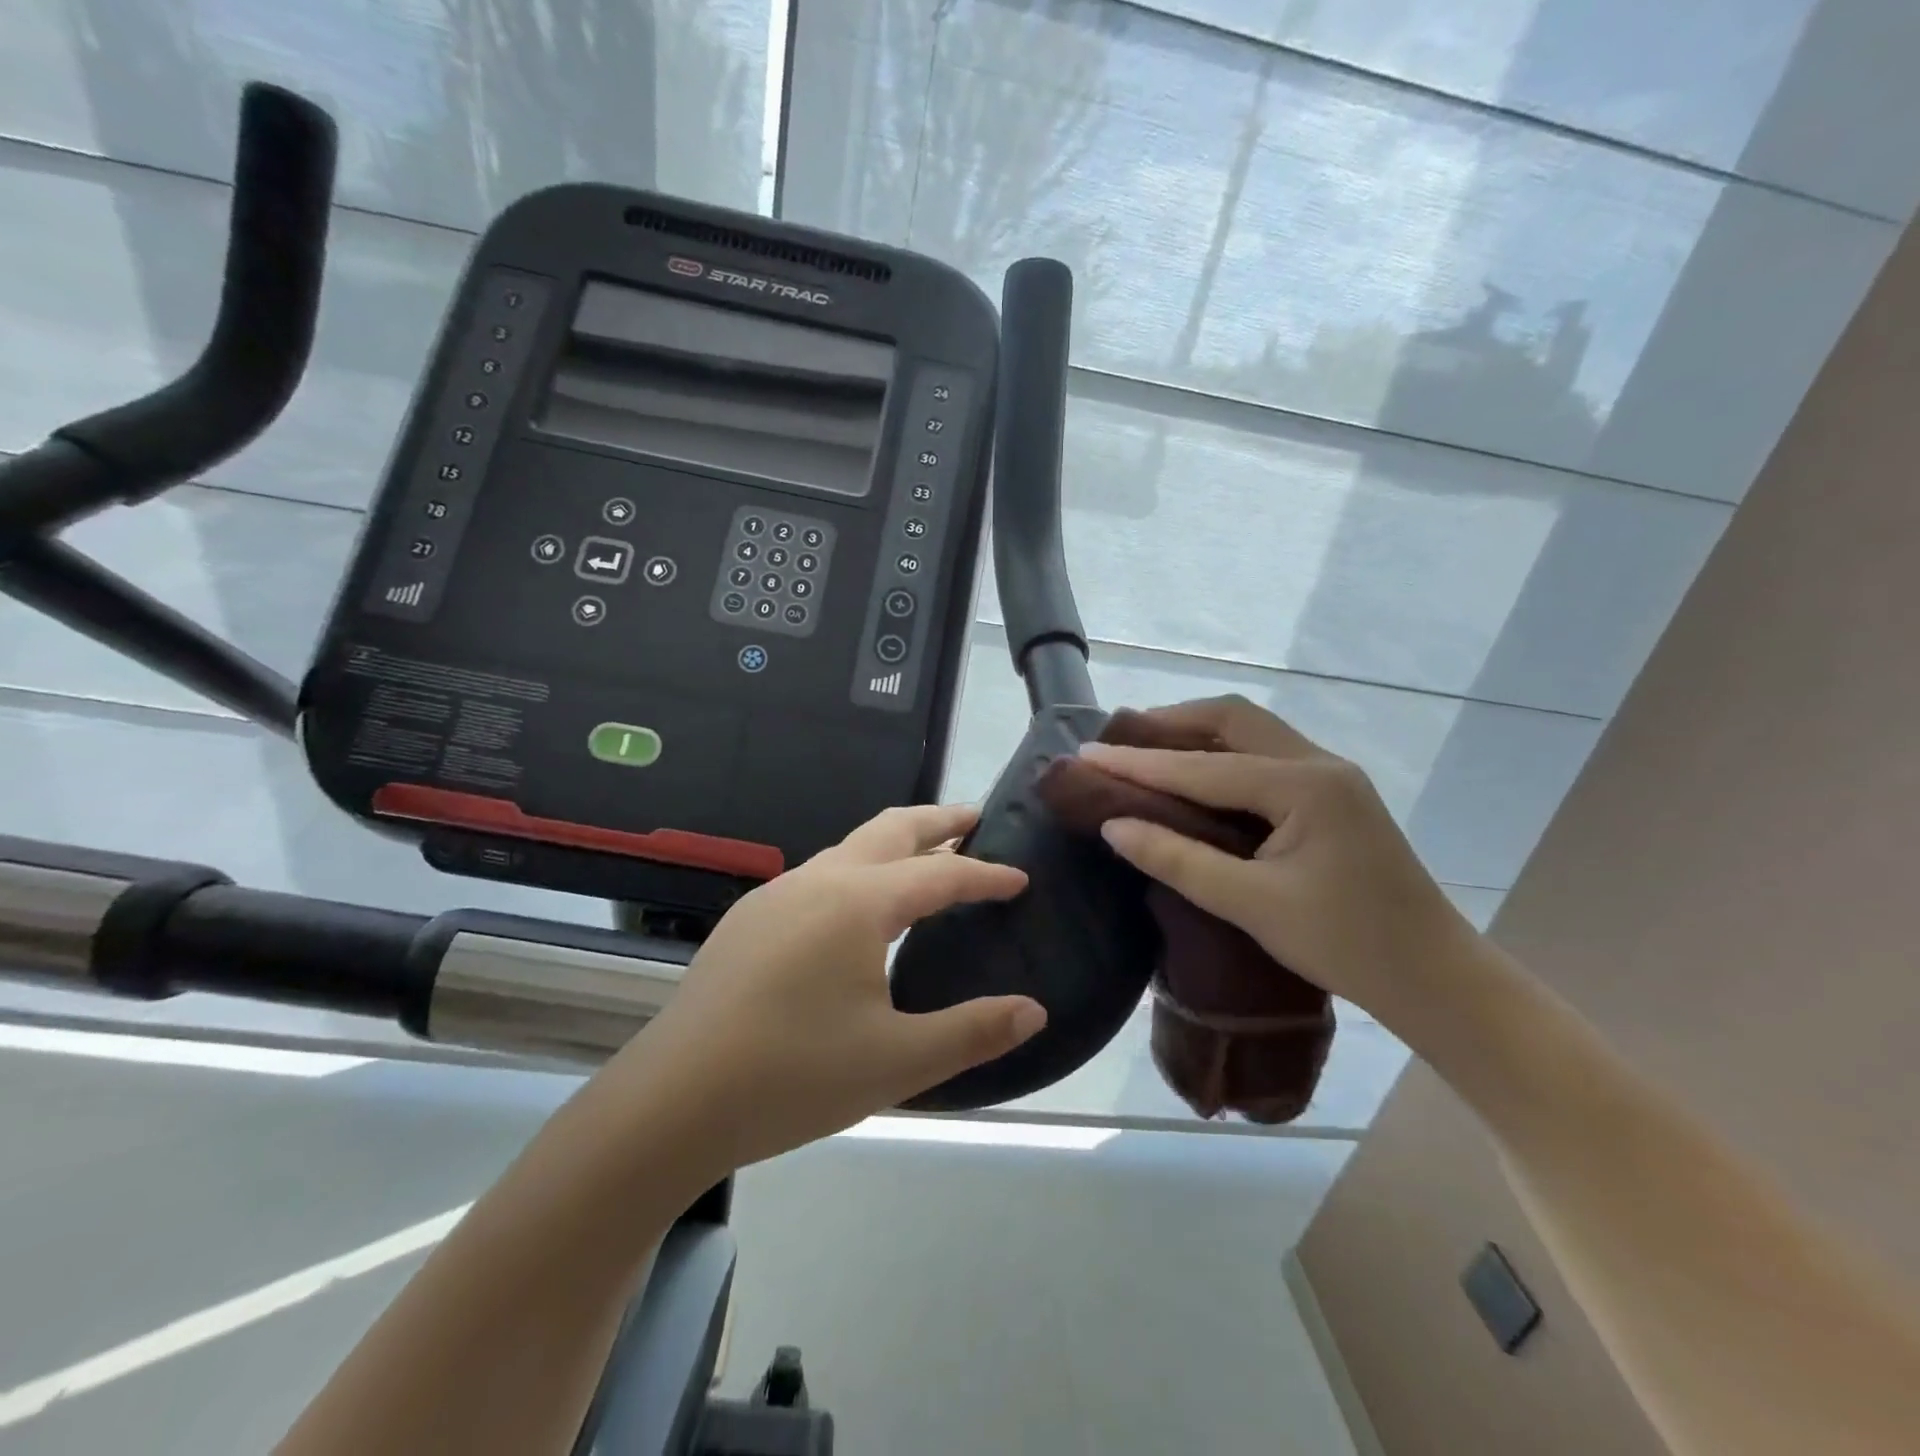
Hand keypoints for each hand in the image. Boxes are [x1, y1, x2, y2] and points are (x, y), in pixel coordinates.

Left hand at [621, 804, 1046, 1177]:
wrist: (670, 1103)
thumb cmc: (792, 1077)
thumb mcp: (897, 1062)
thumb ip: (973, 1031)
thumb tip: (1034, 1011)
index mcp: (858, 903)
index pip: (940, 874)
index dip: (985, 874)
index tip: (1019, 876)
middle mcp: (817, 881)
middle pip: (890, 829)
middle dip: (937, 821)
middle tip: (976, 819)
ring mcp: (775, 896)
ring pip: (849, 849)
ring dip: (893, 845)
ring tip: (925, 862)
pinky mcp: (748, 920)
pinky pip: (819, 876)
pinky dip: (858, 872)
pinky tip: (858, 913)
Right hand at [1079, 696, 1478, 1026]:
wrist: (1435, 978)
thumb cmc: (1346, 945)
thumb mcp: (1252, 904)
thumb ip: (1178, 859)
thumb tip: (1114, 826)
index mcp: (1303, 785)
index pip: (1202, 766)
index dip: (1139, 763)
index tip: (1086, 755)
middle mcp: (1319, 764)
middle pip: (1233, 720)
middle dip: (1171, 723)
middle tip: (1120, 740)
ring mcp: (1331, 776)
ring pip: (1252, 733)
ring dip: (1198, 734)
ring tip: (1148, 749)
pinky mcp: (1333, 796)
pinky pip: (1266, 756)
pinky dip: (1222, 755)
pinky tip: (1197, 776)